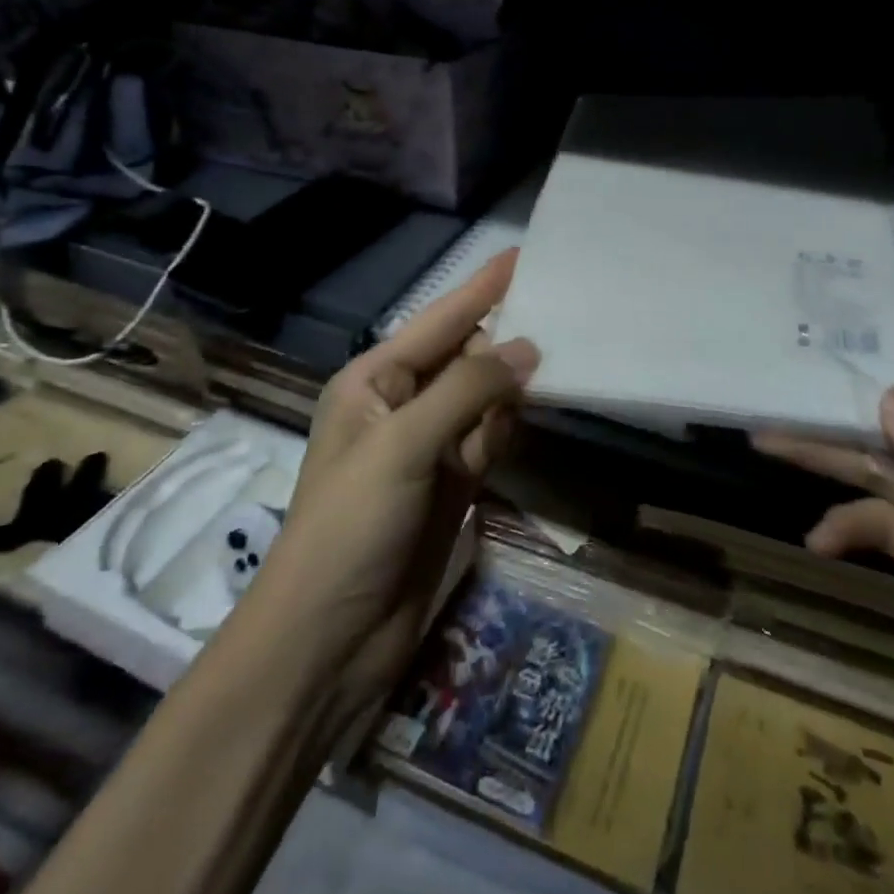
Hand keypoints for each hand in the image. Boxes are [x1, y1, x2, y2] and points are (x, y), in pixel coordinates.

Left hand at [240, 250, 537, 729]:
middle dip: (505, 340)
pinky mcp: (452, 482)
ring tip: (556, 363)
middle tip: (562, 313)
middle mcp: (402, 404)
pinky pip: (490, 436)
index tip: (525, 255)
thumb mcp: (403, 444)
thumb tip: (529, 350)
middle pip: (466, 355)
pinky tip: (524, 420)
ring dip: (510, 389)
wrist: (332, 638)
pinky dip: (507, 428)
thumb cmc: (351, 525)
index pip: (439, 321)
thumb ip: (467, 390)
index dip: (482, 288)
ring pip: (484, 397)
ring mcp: (429, 445)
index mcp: (374, 381)